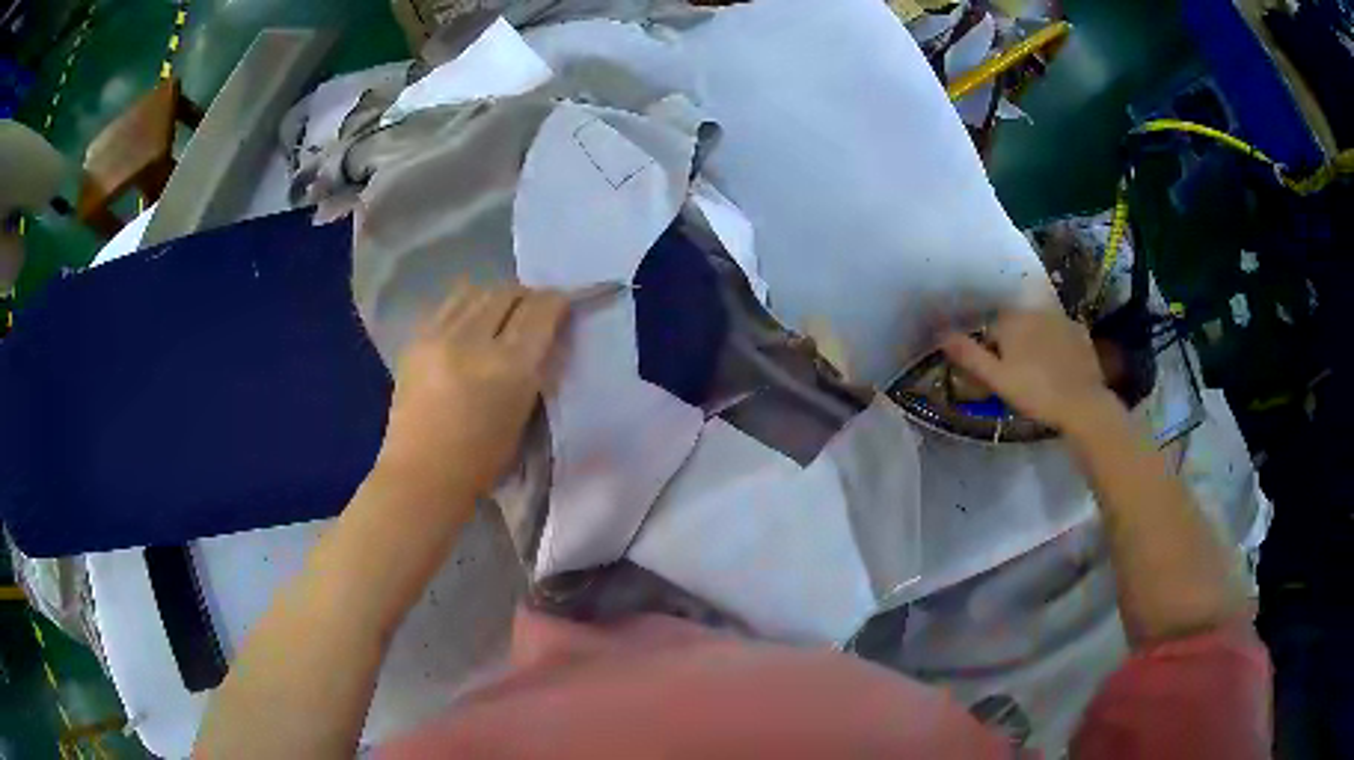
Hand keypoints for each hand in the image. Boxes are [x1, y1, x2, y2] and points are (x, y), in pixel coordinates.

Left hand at [376, 281, 567, 503]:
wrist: (421, 475)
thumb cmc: (481, 461)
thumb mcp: (524, 414)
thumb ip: (535, 369)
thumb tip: (543, 335)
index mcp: (510, 368)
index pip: (541, 311)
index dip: (557, 302)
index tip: (562, 306)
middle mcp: (474, 341)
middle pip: (508, 293)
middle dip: (526, 297)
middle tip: (532, 312)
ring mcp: (439, 336)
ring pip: (476, 290)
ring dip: (494, 297)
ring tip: (498, 315)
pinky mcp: (415, 339)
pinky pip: (448, 305)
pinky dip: (465, 307)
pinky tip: (468, 324)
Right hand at [941, 309, 1121, 432]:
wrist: (1081, 403)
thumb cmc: (1035, 392)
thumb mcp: (997, 378)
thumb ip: (969, 355)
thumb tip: (941, 334)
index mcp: (1012, 320)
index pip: (992, 328)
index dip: (991, 350)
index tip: (995, 374)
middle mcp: (1035, 311)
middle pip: (1017, 324)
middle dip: (1013, 342)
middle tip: (1017, 374)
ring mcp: (1061, 319)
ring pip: (1040, 327)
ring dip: (1036, 342)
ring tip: (1039, 371)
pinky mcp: (1080, 333)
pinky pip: (1062, 334)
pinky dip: (1058, 345)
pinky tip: (1060, 366)